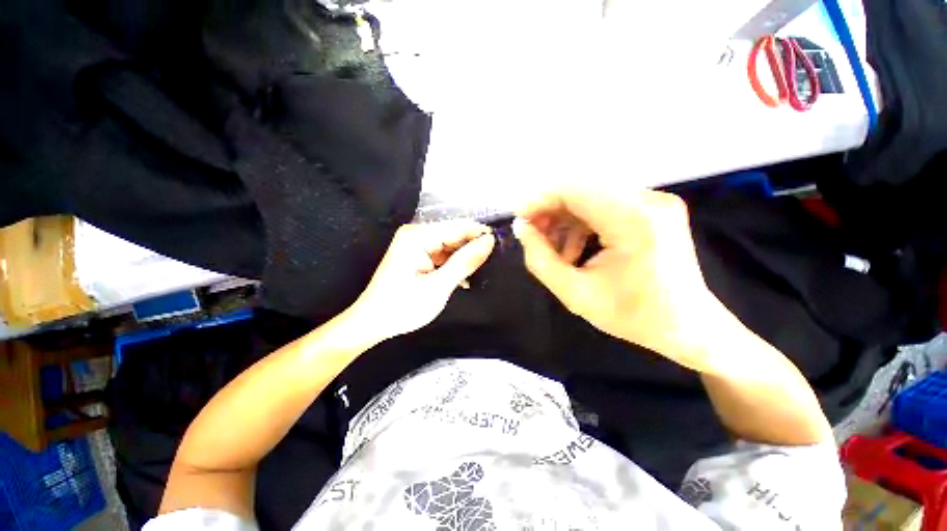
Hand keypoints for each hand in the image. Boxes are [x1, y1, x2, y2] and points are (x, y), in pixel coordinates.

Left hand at [349, 221, 494, 341]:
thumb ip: (465, 262)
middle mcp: (417, 233)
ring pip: (451, 246)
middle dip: (473, 249)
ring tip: (480, 274)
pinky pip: (443, 255)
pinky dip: (454, 266)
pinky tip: (463, 280)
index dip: (482, 235)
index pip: (459, 227)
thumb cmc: (403, 307)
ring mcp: (417, 244)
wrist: (372, 322)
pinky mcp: (418, 254)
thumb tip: (489, 241)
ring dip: (465, 260)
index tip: (502, 248)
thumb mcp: (438, 286)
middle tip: (493, 265)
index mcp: (418, 236)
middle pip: (455, 235)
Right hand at [514, 186, 726, 372]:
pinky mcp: (653, 209)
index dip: (540, 200)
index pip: (575, 191)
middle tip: (532, 234)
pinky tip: (574, 249)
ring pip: (592, 198)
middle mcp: (649, 201)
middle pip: (583, 190)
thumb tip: (522, 229)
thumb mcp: (575, 294)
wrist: (687, 326)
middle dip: (550, 210)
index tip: (519, 219)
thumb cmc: (632, 316)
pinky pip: (606, 207)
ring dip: (565, 220)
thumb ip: (540, 259)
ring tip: (553, 249)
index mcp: (634, 221)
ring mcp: (655, 203)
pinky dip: (582, 224)